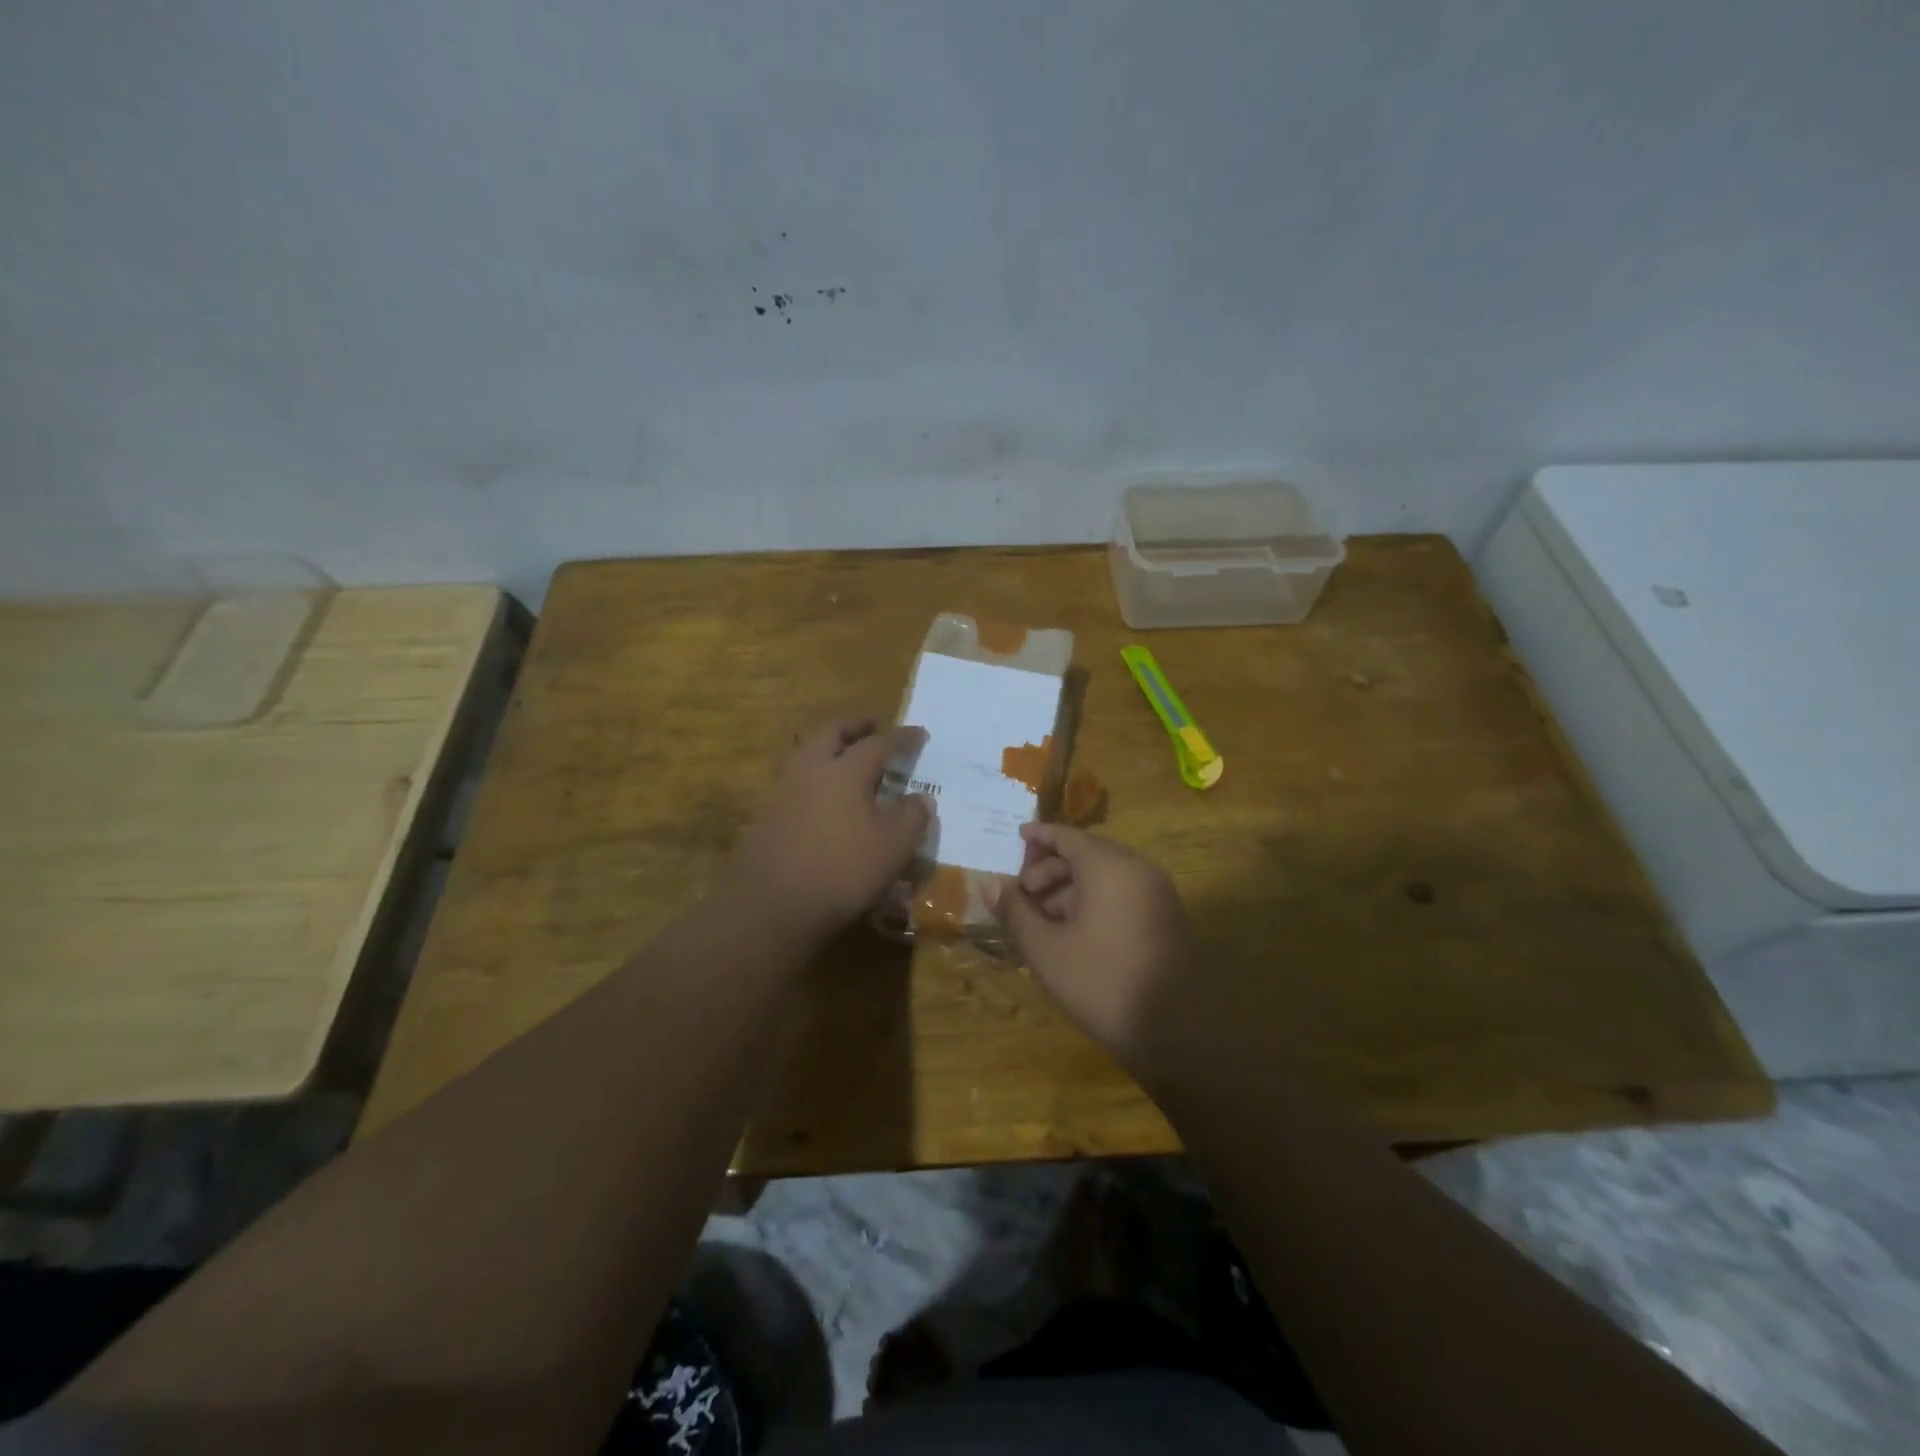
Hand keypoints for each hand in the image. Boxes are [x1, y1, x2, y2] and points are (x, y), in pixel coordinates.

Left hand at [730, 718, 932, 939]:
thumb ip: (912, 818)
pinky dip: (815, 777)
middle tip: (872, 725)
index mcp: (846, 770)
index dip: (902, 738)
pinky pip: (796, 782)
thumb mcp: (893, 847)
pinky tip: (825, 798)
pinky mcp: (768, 816)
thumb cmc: (842, 869)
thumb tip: (921, 799)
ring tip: (847, 757)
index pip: (879, 744)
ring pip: (807, 754)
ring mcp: (784, 791)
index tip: (919, 733)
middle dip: (854, 725)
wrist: (772, 903)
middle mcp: (812, 770)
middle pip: (831, 733)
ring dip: (829, 747)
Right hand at [991, 823, 1198, 1084]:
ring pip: (1106, 876)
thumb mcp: (1046, 950)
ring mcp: (1158, 894)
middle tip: (1023, 895)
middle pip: (1087, 854)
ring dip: (1071, 889)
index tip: (1016, 836)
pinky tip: (1075, 933)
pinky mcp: (1168, 919)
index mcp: (1109, 867)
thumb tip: (989, 883)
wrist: (1177, 1034)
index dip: (1039, 835)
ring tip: (1043, 920)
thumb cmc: (1102, 983)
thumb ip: (1015, 912)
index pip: (1068, 836)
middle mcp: (1138, 870)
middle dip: (1051, 869)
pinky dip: (1096, 901)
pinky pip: (1124, 894)